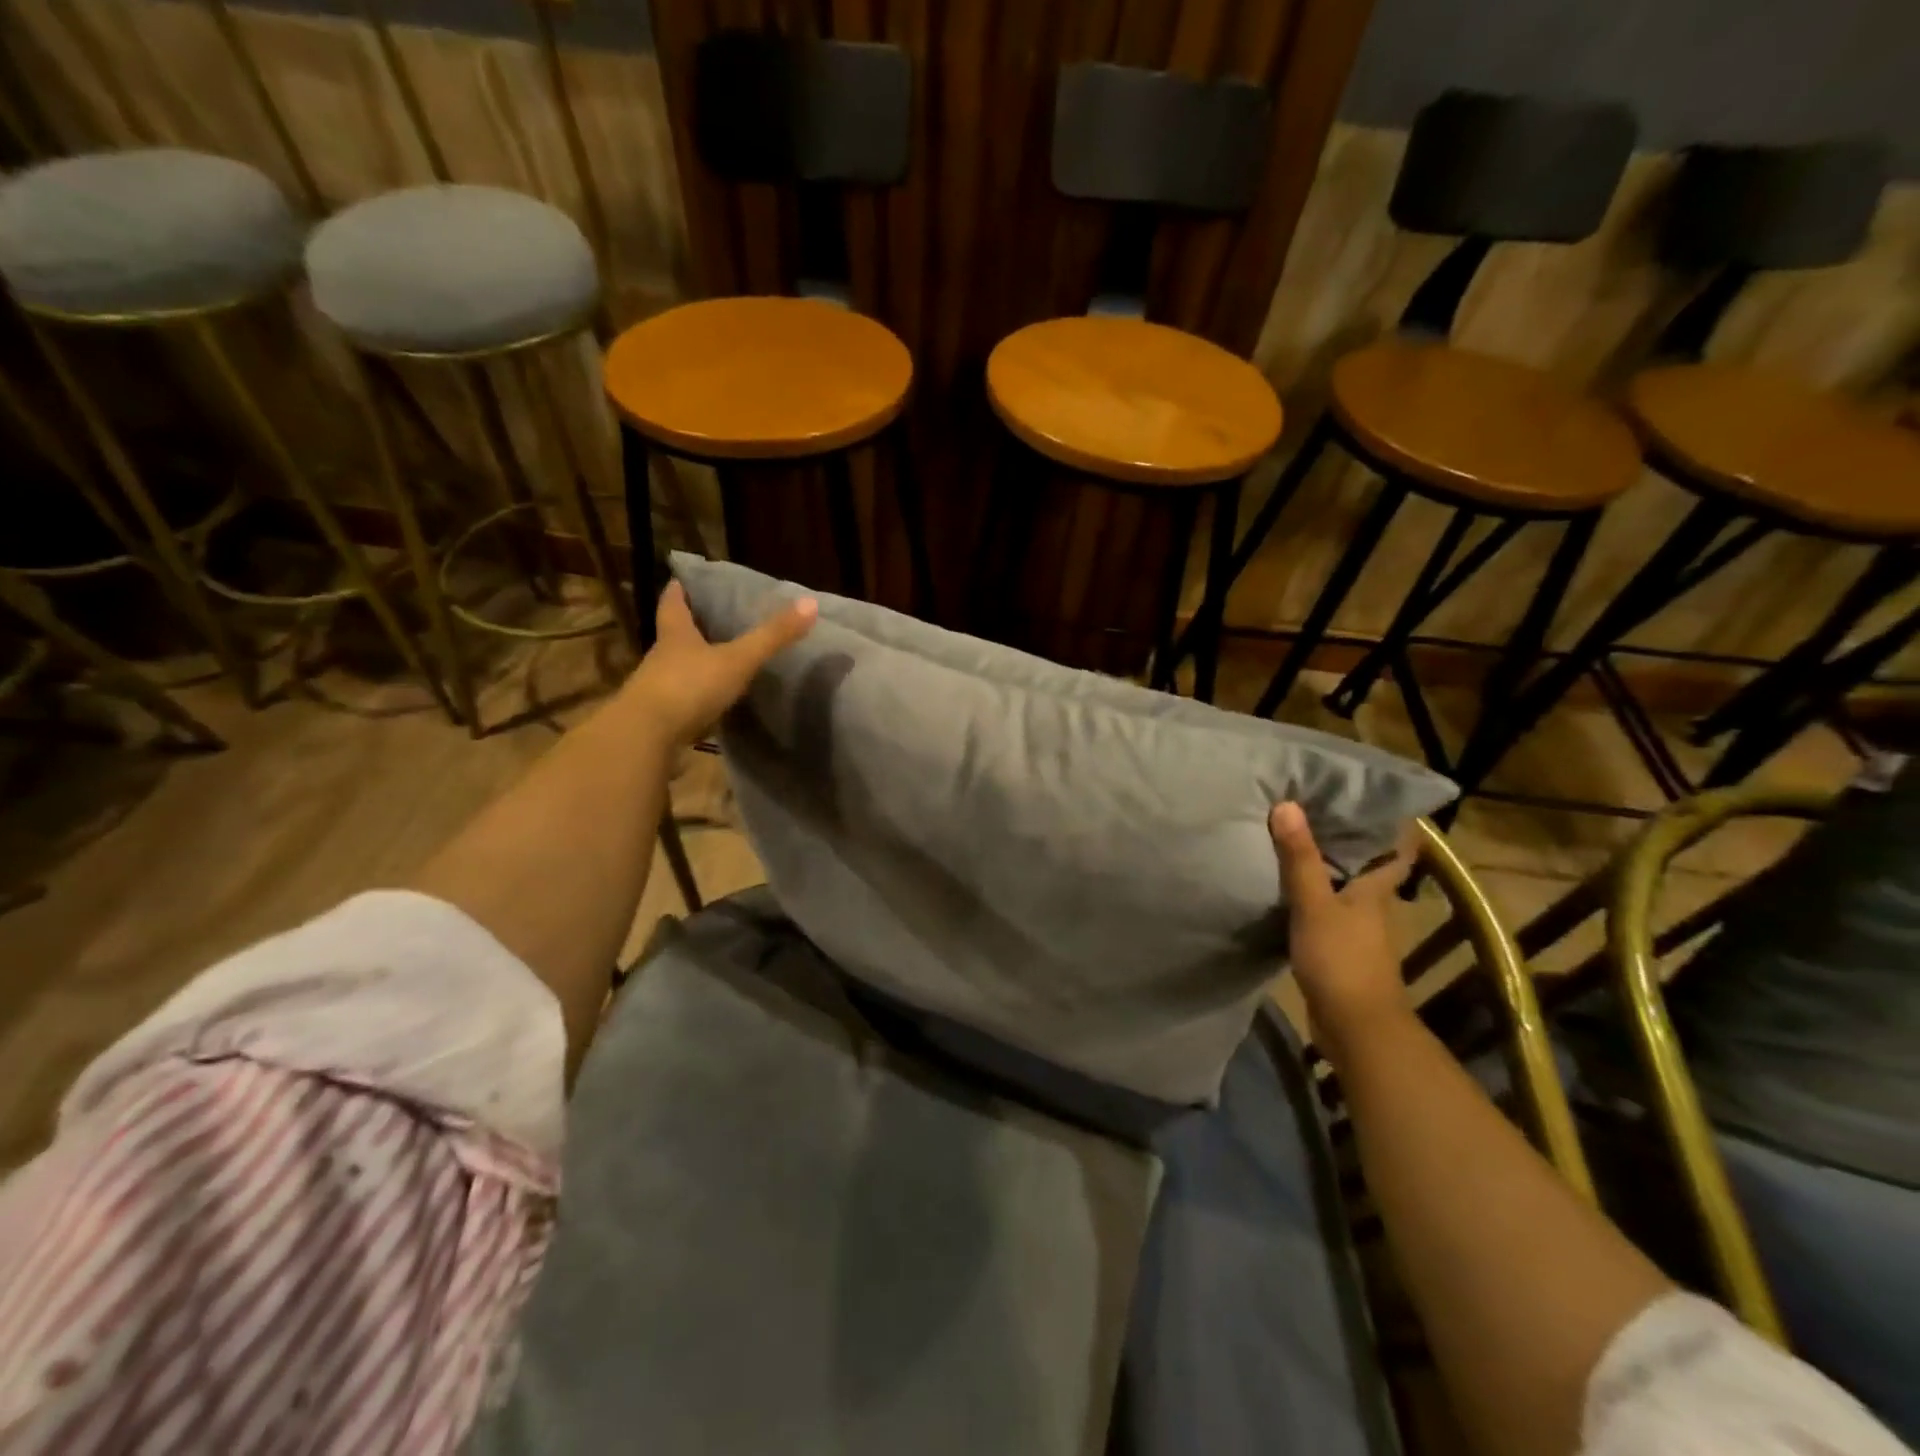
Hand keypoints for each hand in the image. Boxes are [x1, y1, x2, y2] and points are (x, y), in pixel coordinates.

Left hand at [619, 580, 817, 745]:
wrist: (647, 737)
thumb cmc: (689, 686)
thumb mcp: (737, 659)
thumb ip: (772, 636)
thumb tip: (810, 603)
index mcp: (676, 635)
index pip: (673, 604)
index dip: (678, 591)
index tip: (680, 580)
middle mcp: (662, 658)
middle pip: (673, 636)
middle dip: (688, 627)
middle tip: (709, 618)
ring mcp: (659, 690)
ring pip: (677, 669)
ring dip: (693, 664)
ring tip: (717, 660)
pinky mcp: (662, 719)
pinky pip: (682, 701)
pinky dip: (695, 698)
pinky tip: (711, 703)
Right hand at [1269, 801, 1415, 1063]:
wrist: (1354, 1027)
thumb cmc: (1342, 959)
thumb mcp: (1314, 904)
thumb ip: (1299, 858)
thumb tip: (1287, 804)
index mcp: (1377, 888)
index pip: (1396, 847)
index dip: (1388, 821)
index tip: (1364, 794)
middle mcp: (1373, 904)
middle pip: (1366, 863)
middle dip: (1345, 837)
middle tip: (1314, 804)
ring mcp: (1357, 928)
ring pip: (1344, 885)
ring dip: (1325, 864)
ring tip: (1293, 835)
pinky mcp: (1339, 947)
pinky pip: (1326, 908)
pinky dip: (1311, 892)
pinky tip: (1285, 884)